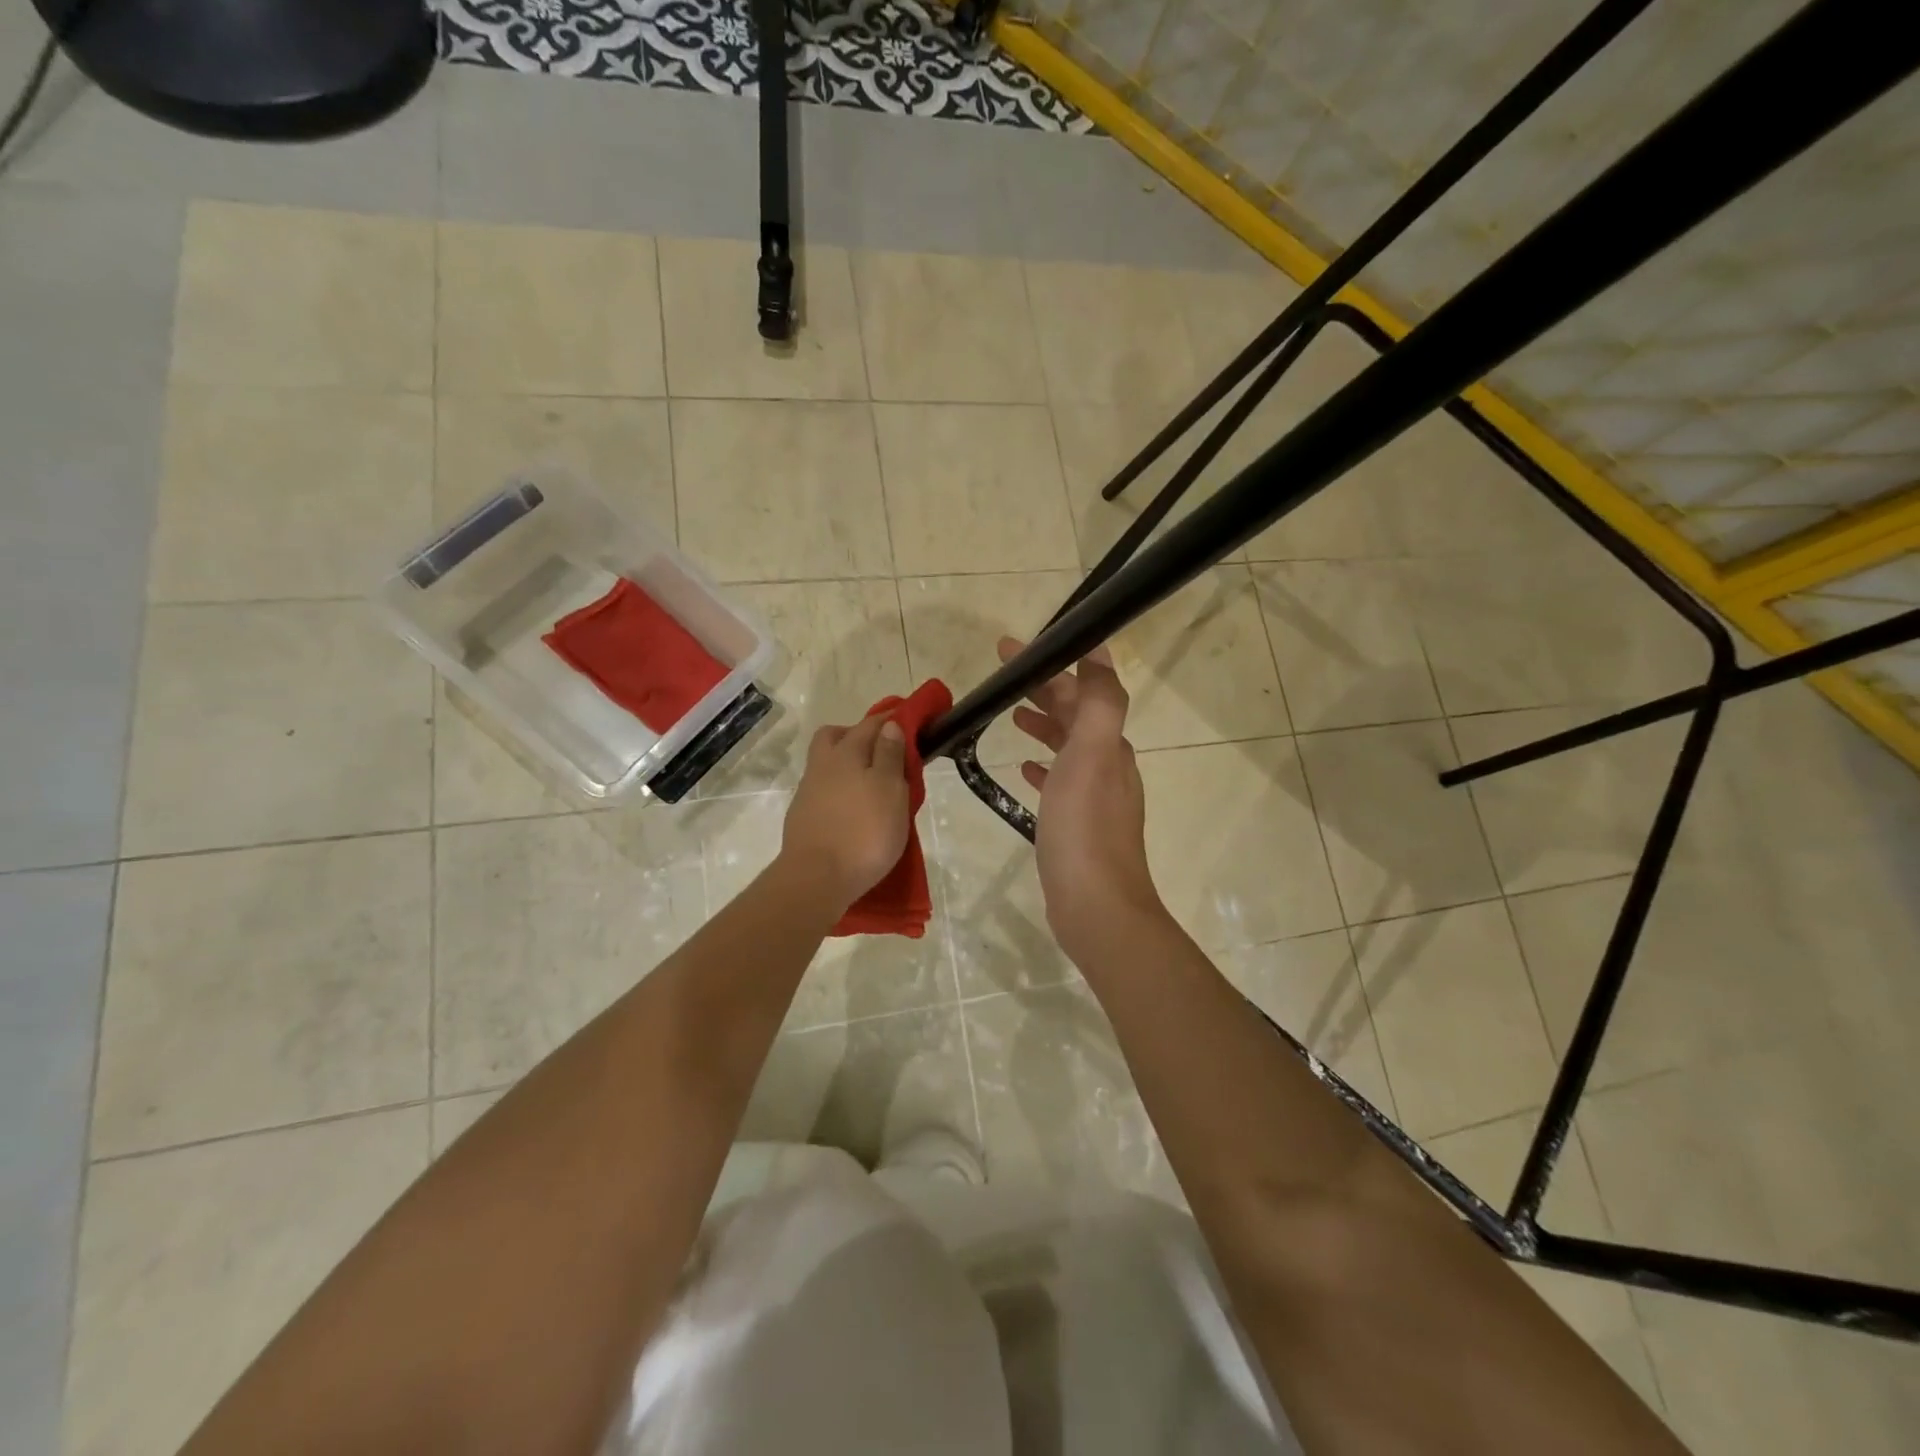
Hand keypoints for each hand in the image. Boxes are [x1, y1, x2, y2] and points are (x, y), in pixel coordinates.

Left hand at [779, 712, 911, 910]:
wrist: (816, 879)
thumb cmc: (864, 832)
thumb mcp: (890, 790)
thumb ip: (890, 755)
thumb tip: (889, 725)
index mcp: (847, 752)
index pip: (871, 724)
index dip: (892, 719)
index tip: (910, 720)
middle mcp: (822, 765)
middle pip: (836, 737)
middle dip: (858, 736)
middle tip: (883, 752)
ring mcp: (808, 792)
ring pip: (828, 765)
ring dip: (848, 767)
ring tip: (873, 788)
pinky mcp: (803, 818)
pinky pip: (824, 791)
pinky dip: (840, 792)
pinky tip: (854, 811)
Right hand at [1000, 637, 1165, 955]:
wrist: (1096, 905)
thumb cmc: (1085, 828)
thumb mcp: (1093, 755)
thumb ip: (1100, 702)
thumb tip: (1100, 653)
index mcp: (1111, 745)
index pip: (1084, 689)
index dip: (1053, 664)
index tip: (1014, 649)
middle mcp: (1110, 765)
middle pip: (1077, 715)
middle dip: (1045, 689)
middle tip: (1004, 675)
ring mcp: (1096, 797)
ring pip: (1069, 746)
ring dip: (1045, 724)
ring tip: (1012, 714)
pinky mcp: (1080, 825)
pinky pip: (1061, 781)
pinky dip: (1045, 766)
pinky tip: (1024, 769)